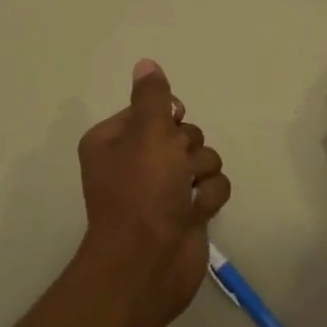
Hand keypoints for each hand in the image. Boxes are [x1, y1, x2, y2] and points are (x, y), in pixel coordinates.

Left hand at [76, 59, 230, 326]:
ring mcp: (163, 188)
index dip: (167, 117)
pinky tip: (196, 213)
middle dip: (187, 148)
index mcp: (114, 140)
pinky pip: (212, 187)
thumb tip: (146, 63)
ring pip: (203, 158)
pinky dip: (208, 198)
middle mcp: (136, 161)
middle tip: (175, 168)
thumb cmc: (141, 193)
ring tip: (186, 194)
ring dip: (201, 173)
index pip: (152, 110)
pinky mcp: (186, 211)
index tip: (170, 126)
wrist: (148, 264)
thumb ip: (152, 97)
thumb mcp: (147, 134)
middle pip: (182, 133)